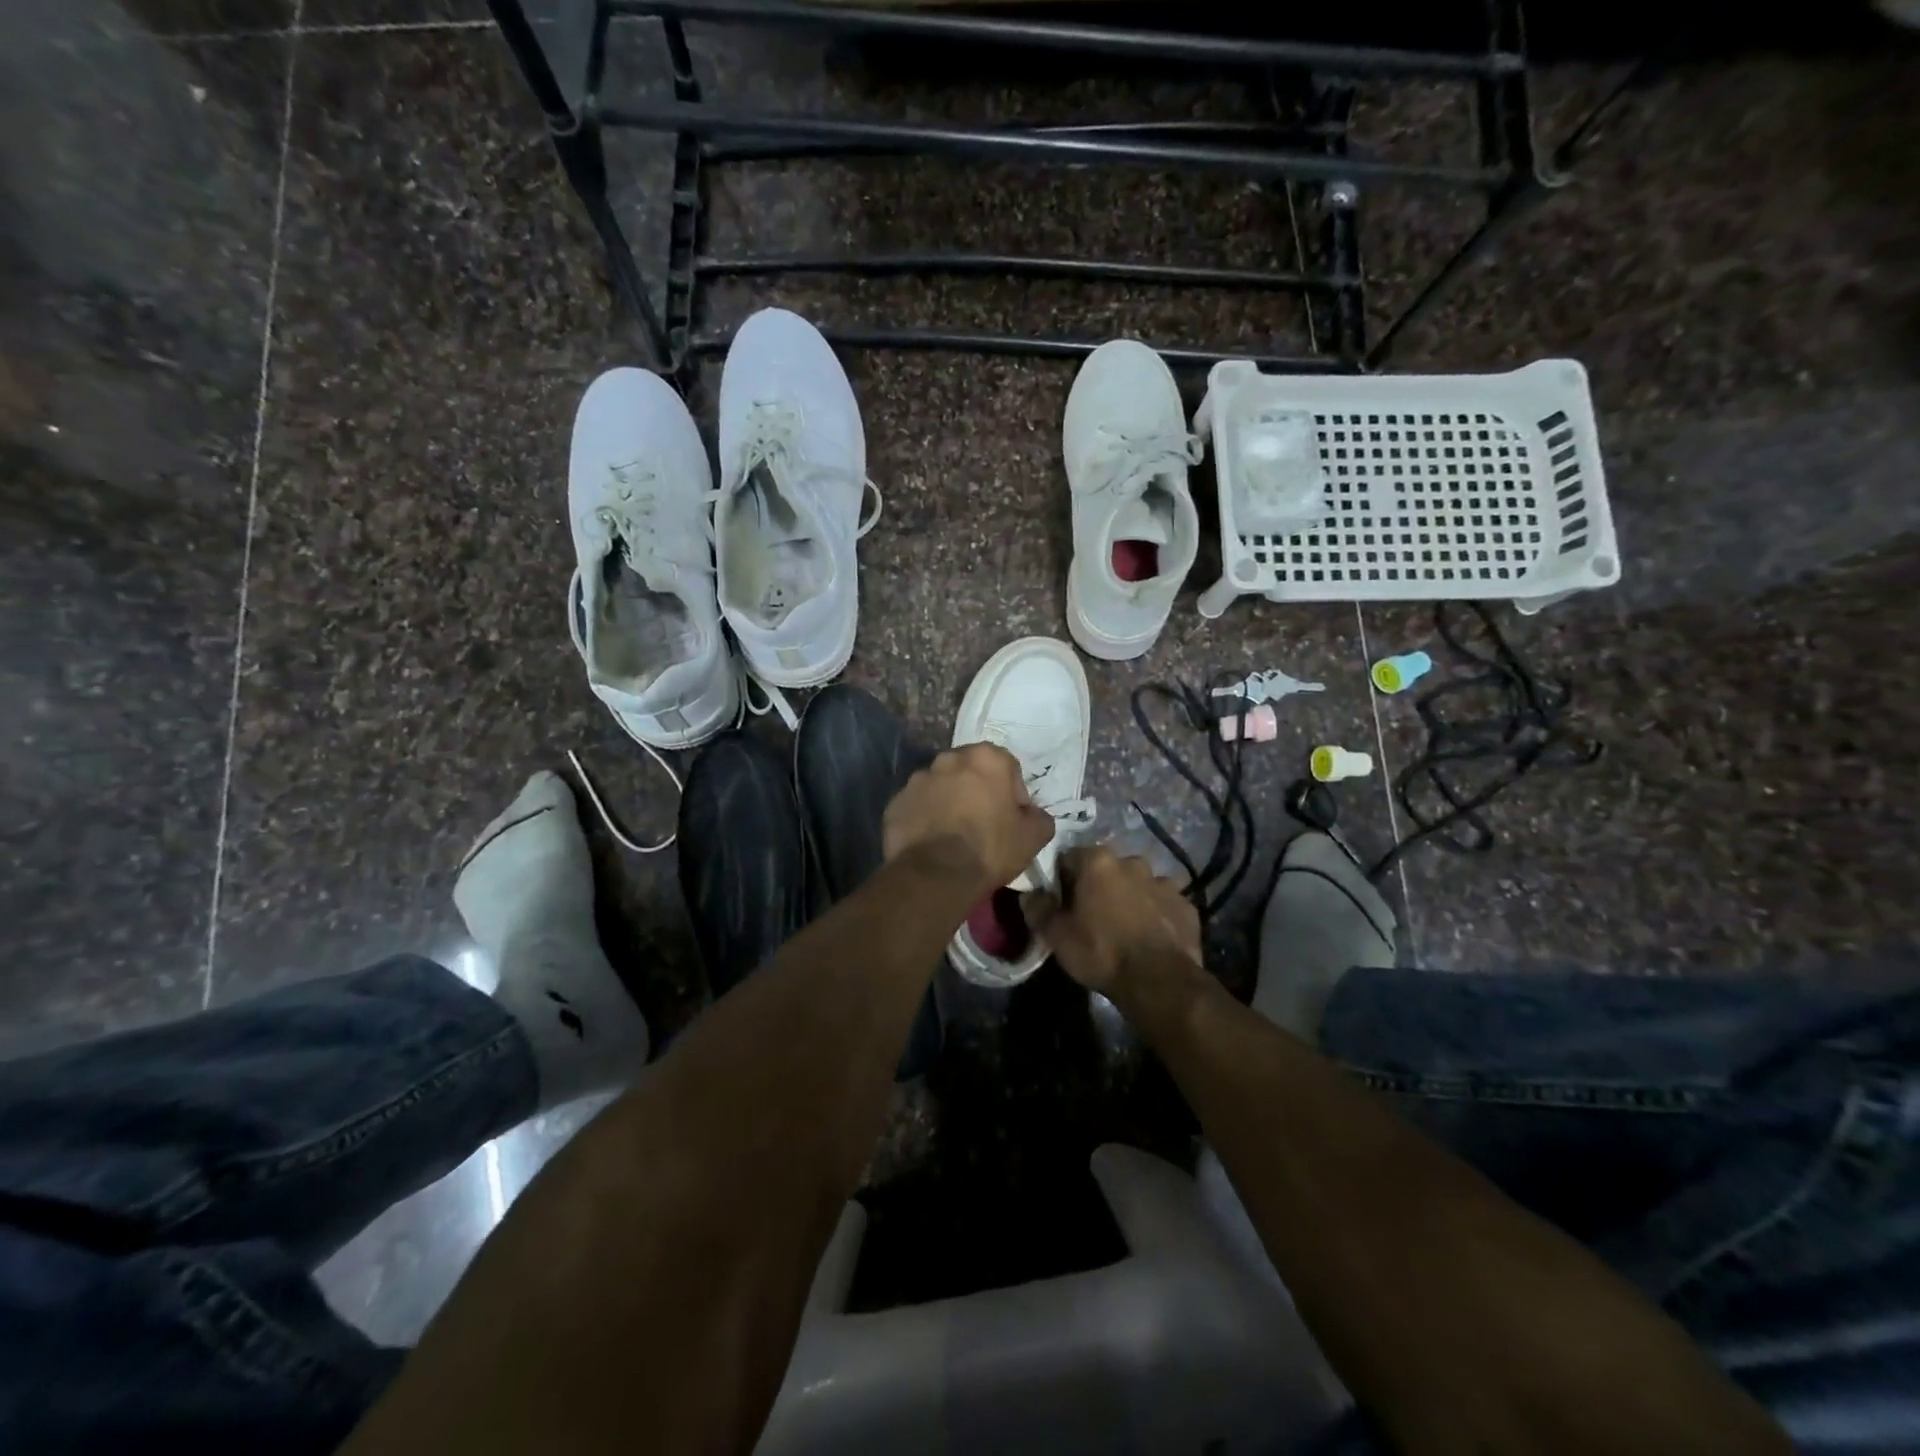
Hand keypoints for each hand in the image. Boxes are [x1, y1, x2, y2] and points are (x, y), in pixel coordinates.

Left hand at [883, 743, 1054, 892]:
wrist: (936, 874)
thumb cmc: (990, 848)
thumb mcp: (1034, 836)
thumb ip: (1039, 816)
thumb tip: (1032, 814)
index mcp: (986, 758)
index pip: (1007, 767)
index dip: (1012, 793)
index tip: (1011, 818)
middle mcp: (949, 759)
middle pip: (970, 771)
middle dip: (977, 791)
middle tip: (982, 824)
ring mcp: (917, 779)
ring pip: (941, 787)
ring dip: (949, 802)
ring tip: (954, 835)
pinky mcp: (896, 802)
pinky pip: (917, 806)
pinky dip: (925, 818)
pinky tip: (932, 842)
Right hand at [1022, 845, 1201, 993]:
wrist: (1159, 982)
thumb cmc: (1101, 952)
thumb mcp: (1057, 936)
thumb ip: (1038, 909)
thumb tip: (1029, 893)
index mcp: (1097, 861)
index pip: (1069, 858)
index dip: (1062, 880)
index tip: (1061, 902)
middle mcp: (1132, 862)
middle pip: (1106, 869)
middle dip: (1099, 886)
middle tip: (1092, 916)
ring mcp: (1164, 882)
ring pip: (1138, 884)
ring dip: (1130, 898)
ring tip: (1124, 928)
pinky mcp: (1186, 905)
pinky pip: (1163, 904)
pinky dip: (1156, 914)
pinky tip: (1150, 938)